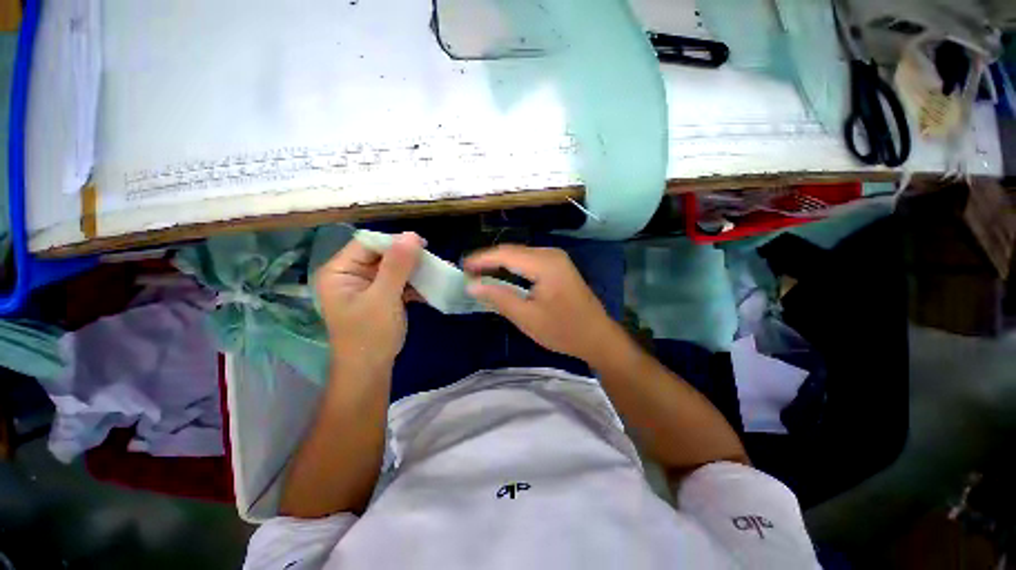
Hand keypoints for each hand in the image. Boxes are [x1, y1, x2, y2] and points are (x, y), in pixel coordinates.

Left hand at [314, 232, 423, 366]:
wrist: (370, 371)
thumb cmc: (370, 335)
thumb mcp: (383, 298)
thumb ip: (397, 266)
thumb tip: (412, 235)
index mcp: (340, 271)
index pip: (368, 243)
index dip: (394, 241)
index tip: (423, 244)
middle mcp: (352, 274)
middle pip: (383, 255)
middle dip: (409, 257)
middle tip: (433, 260)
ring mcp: (368, 286)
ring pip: (395, 268)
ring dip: (416, 270)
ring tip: (438, 270)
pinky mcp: (382, 296)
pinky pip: (400, 282)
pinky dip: (415, 284)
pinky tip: (432, 285)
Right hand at [464, 245, 622, 362]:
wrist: (597, 336)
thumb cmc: (563, 330)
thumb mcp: (527, 317)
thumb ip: (499, 298)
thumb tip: (472, 285)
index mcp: (545, 264)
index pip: (505, 254)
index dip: (481, 259)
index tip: (462, 267)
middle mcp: (551, 254)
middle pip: (512, 251)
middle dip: (489, 260)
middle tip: (468, 272)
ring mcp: (556, 259)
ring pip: (520, 254)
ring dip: (500, 262)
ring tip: (480, 274)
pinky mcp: (558, 266)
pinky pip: (529, 260)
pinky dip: (513, 266)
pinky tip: (502, 275)